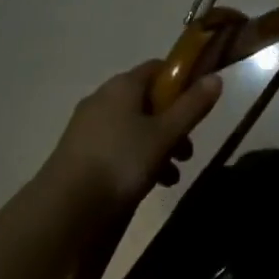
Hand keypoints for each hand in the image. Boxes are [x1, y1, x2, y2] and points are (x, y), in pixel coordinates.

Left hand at [51, 61, 222, 212]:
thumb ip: (192, 106)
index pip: (158, 68)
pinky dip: (136, 158)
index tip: (197, 103)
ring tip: (173, 174)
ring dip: (157, 144)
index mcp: (123, 85)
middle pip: (147, 100)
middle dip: (172, 121)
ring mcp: (87, 126)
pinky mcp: (78, 153)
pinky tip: (150, 184)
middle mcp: (103, 98)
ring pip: (133, 126)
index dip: (181, 81)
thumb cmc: (121, 162)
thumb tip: (216, 77)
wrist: (63, 210)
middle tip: (188, 148)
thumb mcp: (165, 135)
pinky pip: (116, 146)